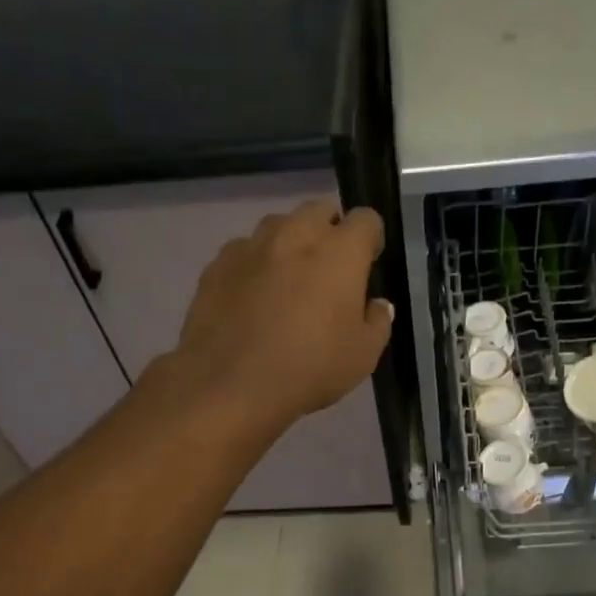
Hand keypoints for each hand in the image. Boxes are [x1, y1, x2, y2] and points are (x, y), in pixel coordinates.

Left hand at [170, 198, 393, 436]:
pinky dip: (255, 263)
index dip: (371, 238)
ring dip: (291, 241)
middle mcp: (296, 235)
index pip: (365, 219)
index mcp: (339, 251)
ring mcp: (252, 246)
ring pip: (278, 225)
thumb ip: (377, 321)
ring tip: (288, 278)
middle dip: (330, 230)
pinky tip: (252, 295)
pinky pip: (244, 250)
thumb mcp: (363, 355)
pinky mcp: (217, 264)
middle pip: (319, 210)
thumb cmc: (309, 368)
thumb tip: (375, 304)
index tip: (368, 262)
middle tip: (329, 269)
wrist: (231, 385)